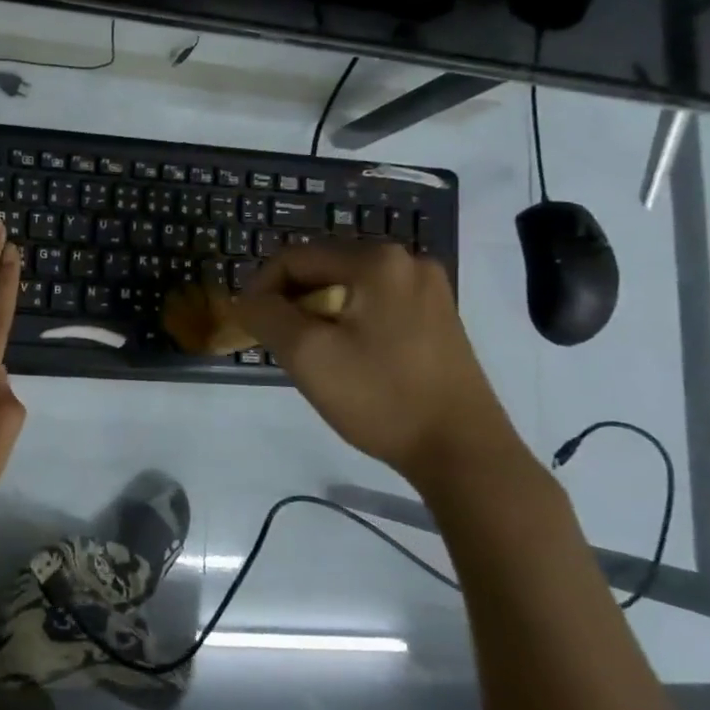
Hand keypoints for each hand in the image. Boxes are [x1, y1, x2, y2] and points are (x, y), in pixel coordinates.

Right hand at [234, 240, 525, 488]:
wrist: (462, 451)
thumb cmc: (380, 397)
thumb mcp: (306, 355)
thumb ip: (266, 315)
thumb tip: (247, 300)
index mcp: (377, 261)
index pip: (295, 258)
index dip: (261, 287)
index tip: (248, 325)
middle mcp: (407, 261)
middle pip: (324, 269)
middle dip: (292, 302)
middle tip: (279, 344)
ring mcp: (429, 288)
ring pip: (349, 289)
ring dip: (319, 314)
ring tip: (310, 354)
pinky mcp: (438, 316)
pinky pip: (375, 305)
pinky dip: (349, 323)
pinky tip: (347, 358)